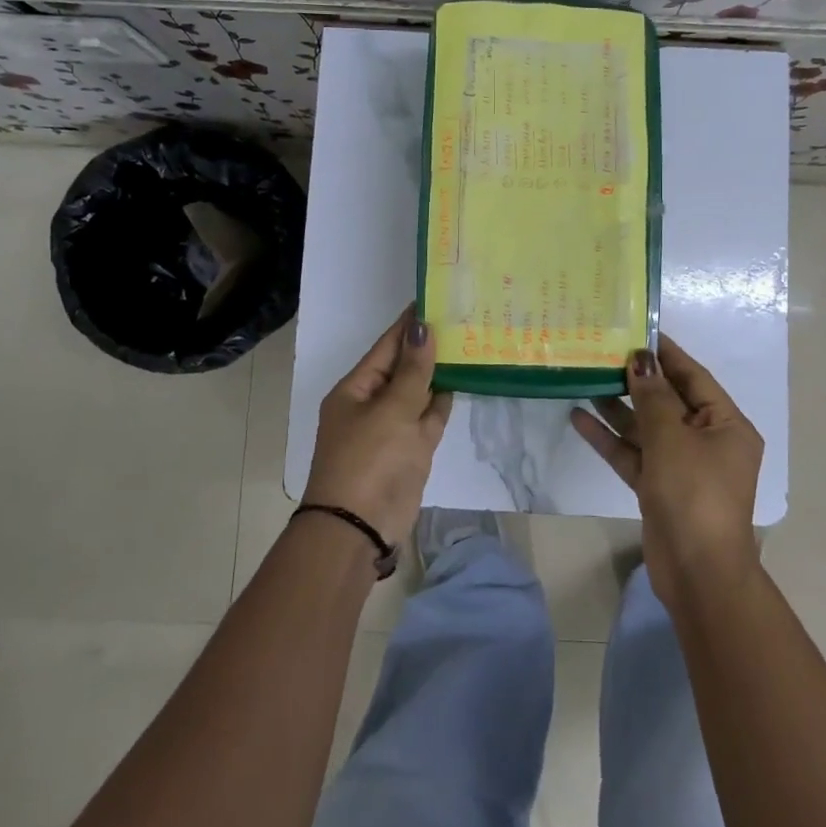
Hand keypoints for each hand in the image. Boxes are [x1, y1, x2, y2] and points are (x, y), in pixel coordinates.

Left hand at [305, 309, 453, 546]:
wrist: (360, 528)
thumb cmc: (370, 460)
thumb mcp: (392, 410)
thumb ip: (413, 370)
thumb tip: (423, 327)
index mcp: (356, 389)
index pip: (386, 346)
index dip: (409, 324)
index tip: (435, 298)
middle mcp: (372, 404)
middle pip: (403, 367)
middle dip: (428, 346)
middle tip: (463, 316)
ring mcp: (392, 429)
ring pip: (419, 392)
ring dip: (439, 372)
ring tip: (469, 342)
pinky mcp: (411, 451)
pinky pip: (428, 418)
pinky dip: (443, 402)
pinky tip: (463, 382)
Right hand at [571, 335, 762, 610]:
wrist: (696, 572)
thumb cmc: (694, 493)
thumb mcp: (672, 438)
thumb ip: (654, 397)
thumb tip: (641, 360)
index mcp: (726, 426)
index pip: (694, 378)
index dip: (666, 355)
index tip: (638, 331)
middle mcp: (707, 442)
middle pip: (668, 402)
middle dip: (636, 381)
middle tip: (602, 353)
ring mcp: (682, 467)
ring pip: (647, 428)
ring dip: (618, 408)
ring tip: (585, 379)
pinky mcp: (658, 488)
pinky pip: (633, 454)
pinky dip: (610, 439)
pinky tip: (579, 418)